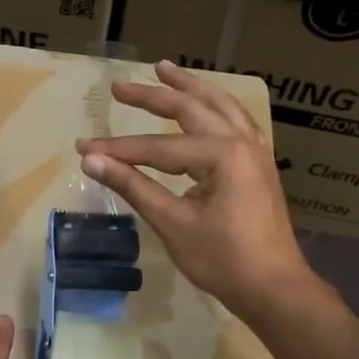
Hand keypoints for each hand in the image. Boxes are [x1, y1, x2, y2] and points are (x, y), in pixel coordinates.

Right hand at [77, 60, 313, 319]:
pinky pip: (235, 123)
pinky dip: (215, 107)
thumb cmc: (223, 260)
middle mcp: (242, 142)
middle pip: (191, 110)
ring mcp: (255, 152)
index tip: (84, 147)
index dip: (118, 149)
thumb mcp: (173, 224)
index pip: (158, 148)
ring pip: (220, 107)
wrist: (274, 288)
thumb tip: (91, 161)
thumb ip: (133, 187)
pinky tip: (207, 105)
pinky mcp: (258, 166)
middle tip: (119, 88)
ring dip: (191, 88)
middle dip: (154, 97)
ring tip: (166, 70)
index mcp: (223, 155)